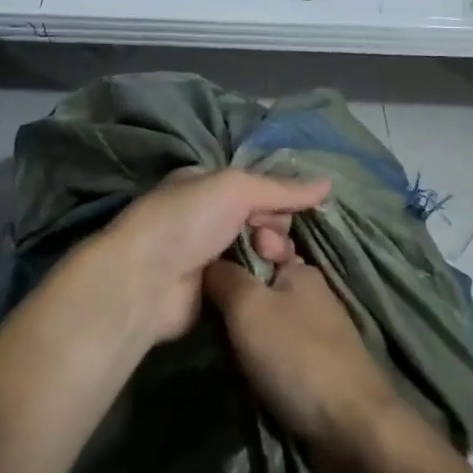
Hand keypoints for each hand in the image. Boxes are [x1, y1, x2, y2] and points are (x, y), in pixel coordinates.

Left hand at [103, 169, 329, 344]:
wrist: (146, 280)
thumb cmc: (187, 219)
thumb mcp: (236, 188)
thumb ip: (282, 188)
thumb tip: (327, 183)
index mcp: (206, 183)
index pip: (256, 185)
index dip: (275, 198)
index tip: (286, 212)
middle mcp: (206, 215)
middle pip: (260, 218)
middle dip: (272, 228)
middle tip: (267, 241)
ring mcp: (208, 253)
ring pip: (258, 249)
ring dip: (268, 254)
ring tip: (267, 261)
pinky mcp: (213, 289)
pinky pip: (249, 278)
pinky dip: (260, 279)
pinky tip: (269, 284)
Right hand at [204, 255, 407, 472]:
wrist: (353, 430)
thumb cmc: (297, 356)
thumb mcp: (248, 306)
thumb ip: (224, 277)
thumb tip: (207, 262)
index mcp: (300, 268)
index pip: (255, 246)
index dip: (227, 259)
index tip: (200, 277)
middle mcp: (311, 293)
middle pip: (259, 286)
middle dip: (233, 302)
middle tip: (203, 318)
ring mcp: (318, 331)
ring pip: (267, 321)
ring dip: (244, 336)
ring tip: (218, 348)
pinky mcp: (319, 366)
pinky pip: (278, 352)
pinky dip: (260, 361)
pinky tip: (243, 372)